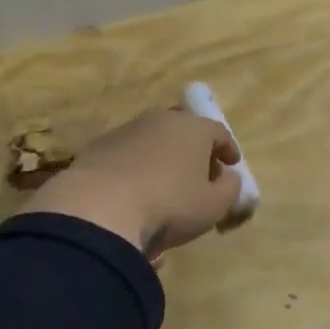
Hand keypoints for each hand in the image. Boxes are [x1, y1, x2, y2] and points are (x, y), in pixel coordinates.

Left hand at [22, 108, 241, 255]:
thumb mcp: (213, 206)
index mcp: (193, 128)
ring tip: (164, 186)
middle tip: (199, 175)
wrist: (98, 208)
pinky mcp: (98, 147)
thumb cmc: (169, 205)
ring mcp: (126, 130)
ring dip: (163, 159)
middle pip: (184, 131)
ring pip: (154, 142)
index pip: (218, 132)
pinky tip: (134, 192)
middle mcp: (160, 119)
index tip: (231, 165)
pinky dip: (136, 168)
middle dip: (194, 151)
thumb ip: (229, 188)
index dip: (228, 149)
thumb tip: (227, 176)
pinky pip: (127, 155)